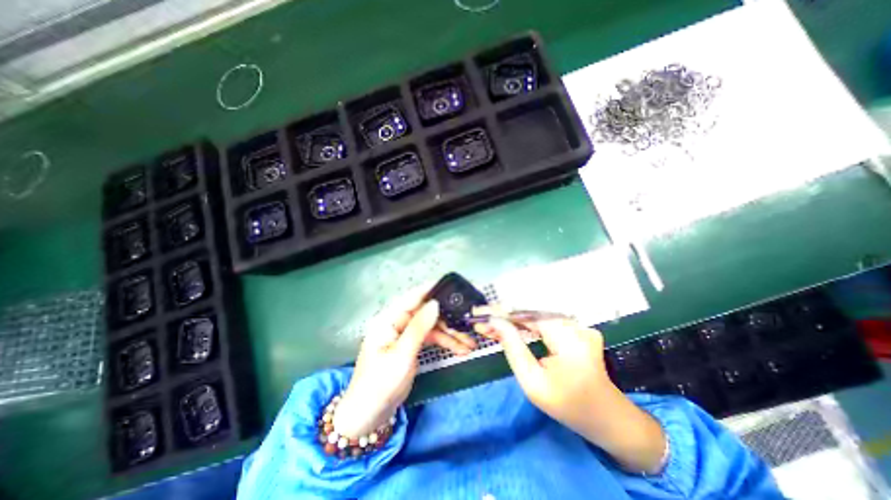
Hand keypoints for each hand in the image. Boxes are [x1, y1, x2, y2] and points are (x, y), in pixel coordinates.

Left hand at [329, 287, 476, 434]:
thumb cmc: (380, 383)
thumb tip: (435, 303)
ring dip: (450, 334)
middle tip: (467, 321)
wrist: (370, 416)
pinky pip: (431, 338)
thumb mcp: (402, 355)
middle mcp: (397, 323)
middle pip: (425, 313)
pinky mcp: (411, 346)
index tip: (449, 284)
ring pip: (432, 326)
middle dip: (447, 318)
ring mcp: (405, 334)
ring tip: (470, 343)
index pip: (411, 298)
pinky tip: (461, 349)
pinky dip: (445, 343)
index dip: (429, 289)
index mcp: (388, 320)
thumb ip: (419, 328)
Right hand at [477, 318, 663, 474]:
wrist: (607, 418)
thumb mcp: (533, 382)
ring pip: (535, 317)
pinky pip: (544, 323)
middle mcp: (573, 324)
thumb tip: (496, 322)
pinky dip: (525, 326)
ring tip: (489, 325)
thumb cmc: (568, 405)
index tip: (478, 313)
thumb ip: (513, 348)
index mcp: (567, 337)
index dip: (500, 312)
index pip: (526, 314)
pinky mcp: (574, 329)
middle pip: (529, 313)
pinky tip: (509, 329)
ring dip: (511, 320)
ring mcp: (576, 325)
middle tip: (480, 320)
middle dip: (503, 316)